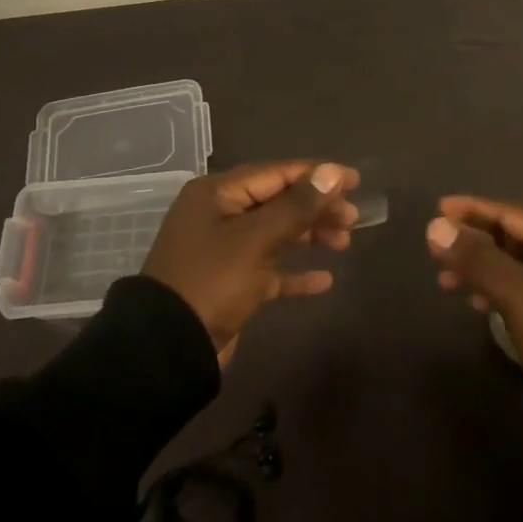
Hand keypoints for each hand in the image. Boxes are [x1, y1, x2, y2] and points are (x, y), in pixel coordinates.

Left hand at [143, 161, 360, 357]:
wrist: (168, 348)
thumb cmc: (211, 281)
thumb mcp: (255, 239)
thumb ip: (296, 206)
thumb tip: (332, 172)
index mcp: (218, 194)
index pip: (276, 173)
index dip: (317, 175)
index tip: (354, 181)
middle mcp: (220, 215)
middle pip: (278, 202)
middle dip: (317, 208)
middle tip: (353, 218)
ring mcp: (225, 250)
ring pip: (277, 234)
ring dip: (310, 236)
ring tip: (345, 242)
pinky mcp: (231, 283)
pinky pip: (270, 270)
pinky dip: (295, 273)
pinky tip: (324, 281)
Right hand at [426, 196, 522, 376]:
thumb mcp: (515, 291)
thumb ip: (475, 257)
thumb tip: (434, 227)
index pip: (511, 212)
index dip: (473, 209)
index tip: (439, 208)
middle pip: (513, 237)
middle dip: (473, 242)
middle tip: (438, 250)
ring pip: (515, 264)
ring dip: (481, 268)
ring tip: (447, 281)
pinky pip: (522, 287)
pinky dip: (497, 289)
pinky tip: (477, 303)